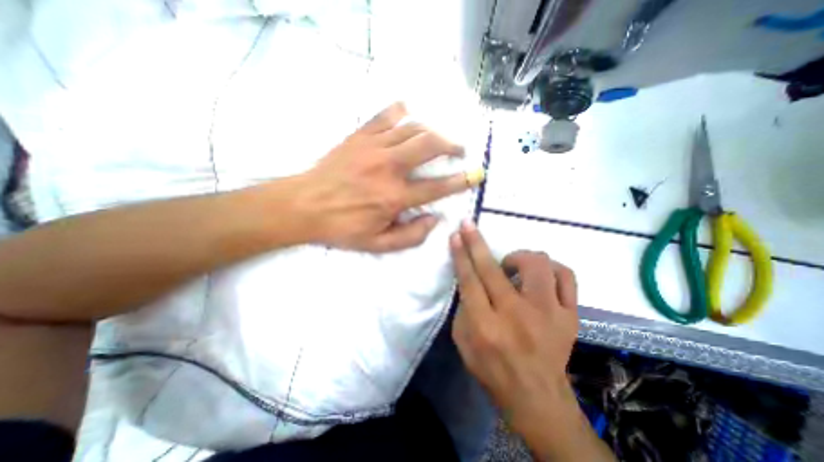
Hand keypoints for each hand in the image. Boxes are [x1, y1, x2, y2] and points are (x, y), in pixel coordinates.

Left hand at [294, 102, 477, 252]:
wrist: (305, 205)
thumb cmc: (342, 228)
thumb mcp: (378, 244)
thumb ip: (411, 236)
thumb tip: (434, 220)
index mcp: (394, 197)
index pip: (436, 187)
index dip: (459, 181)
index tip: (475, 175)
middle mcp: (389, 168)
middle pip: (429, 145)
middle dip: (451, 145)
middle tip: (459, 150)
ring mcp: (373, 148)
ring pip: (412, 128)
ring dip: (431, 131)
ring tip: (437, 138)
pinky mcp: (359, 137)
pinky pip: (384, 116)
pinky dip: (400, 111)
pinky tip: (407, 113)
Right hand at [449, 222, 574, 426]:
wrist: (536, 396)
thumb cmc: (491, 369)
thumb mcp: (463, 341)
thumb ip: (463, 306)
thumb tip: (468, 277)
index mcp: (486, 326)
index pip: (470, 280)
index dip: (461, 254)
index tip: (457, 234)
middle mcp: (516, 316)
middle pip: (493, 269)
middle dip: (477, 242)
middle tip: (469, 225)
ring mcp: (548, 314)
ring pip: (537, 264)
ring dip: (519, 257)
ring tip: (512, 267)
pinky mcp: (570, 316)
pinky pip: (566, 276)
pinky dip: (551, 268)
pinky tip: (540, 276)